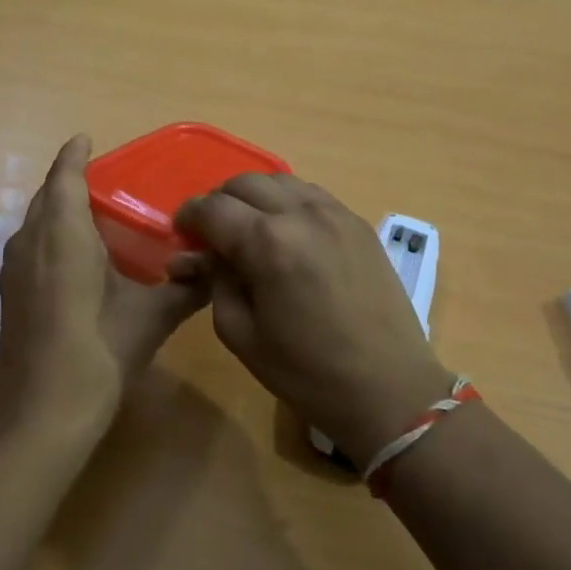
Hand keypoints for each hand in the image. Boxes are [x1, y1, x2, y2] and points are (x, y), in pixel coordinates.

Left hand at [0, 135, 207, 442]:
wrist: (42, 413)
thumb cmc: (99, 353)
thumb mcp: (150, 318)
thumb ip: (184, 289)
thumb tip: (214, 270)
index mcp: (63, 236)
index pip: (65, 179)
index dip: (74, 156)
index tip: (86, 139)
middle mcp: (31, 243)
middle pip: (46, 198)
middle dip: (68, 181)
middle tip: (103, 180)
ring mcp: (14, 271)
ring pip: (34, 223)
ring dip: (57, 210)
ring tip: (91, 214)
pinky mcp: (10, 296)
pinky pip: (30, 246)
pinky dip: (49, 236)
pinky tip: (74, 258)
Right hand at [173, 175, 455, 465]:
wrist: (389, 388)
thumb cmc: (307, 372)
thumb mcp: (241, 333)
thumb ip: (215, 282)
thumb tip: (201, 256)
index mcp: (267, 242)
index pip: (213, 208)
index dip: (189, 216)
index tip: (181, 231)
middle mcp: (301, 214)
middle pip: (245, 182)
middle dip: (220, 202)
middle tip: (212, 233)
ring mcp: (336, 213)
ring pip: (281, 181)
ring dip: (255, 197)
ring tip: (248, 228)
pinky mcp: (359, 223)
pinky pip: (312, 195)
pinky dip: (288, 202)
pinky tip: (286, 231)